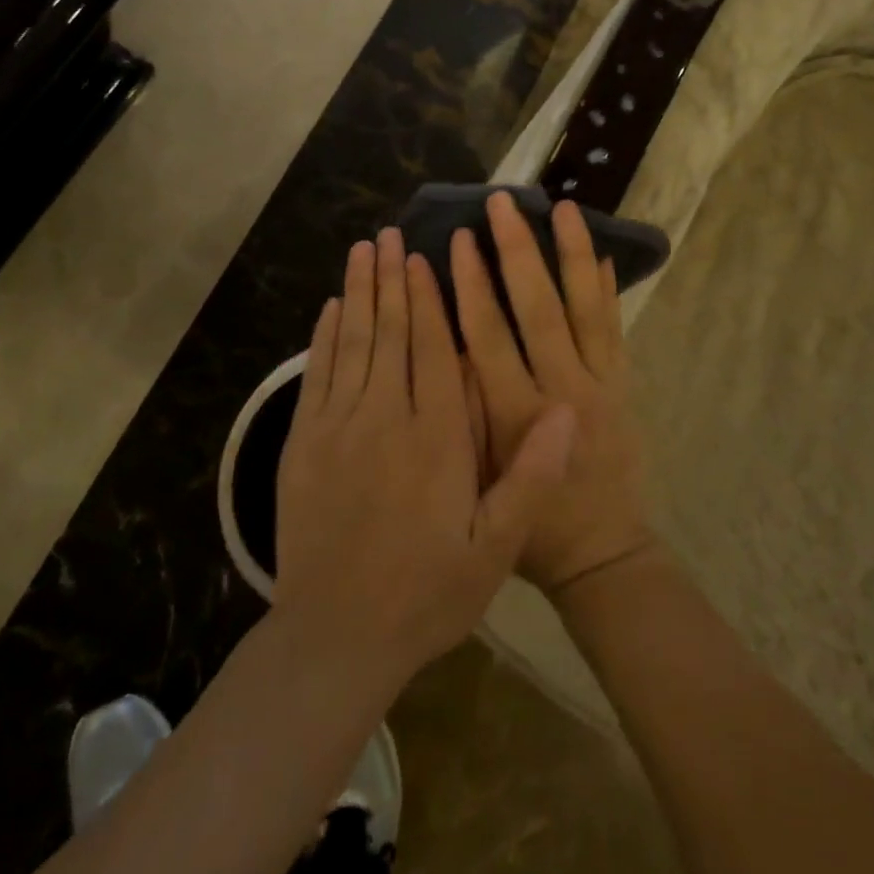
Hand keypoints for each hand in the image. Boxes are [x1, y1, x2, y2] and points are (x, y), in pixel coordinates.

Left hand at [272, 228, 576, 687]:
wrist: (338, 639)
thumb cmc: (427, 592)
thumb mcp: (495, 548)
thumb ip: (531, 476)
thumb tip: (569, 411)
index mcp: (436, 437)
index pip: (433, 349)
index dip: (429, 299)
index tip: (425, 258)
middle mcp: (385, 418)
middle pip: (390, 333)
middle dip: (391, 280)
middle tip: (390, 235)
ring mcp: (338, 429)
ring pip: (352, 344)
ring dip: (358, 293)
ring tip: (363, 251)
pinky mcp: (303, 446)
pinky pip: (317, 376)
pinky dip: (324, 337)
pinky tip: (329, 308)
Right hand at [451, 193, 653, 595]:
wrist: (603, 554)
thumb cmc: (530, 528)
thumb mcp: (480, 482)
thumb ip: (468, 411)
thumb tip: (449, 345)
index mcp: (517, 414)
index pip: (489, 335)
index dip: (471, 284)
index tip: (457, 239)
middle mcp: (562, 388)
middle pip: (538, 307)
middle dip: (517, 250)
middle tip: (502, 202)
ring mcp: (601, 384)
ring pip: (585, 308)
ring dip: (571, 254)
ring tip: (562, 208)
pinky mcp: (624, 386)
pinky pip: (615, 329)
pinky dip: (606, 290)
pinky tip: (598, 253)